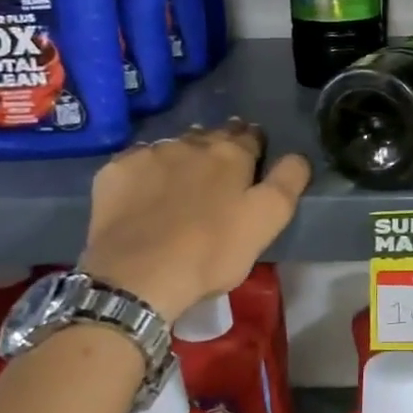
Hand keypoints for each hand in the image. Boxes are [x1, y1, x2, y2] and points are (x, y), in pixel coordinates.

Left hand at [80, 118, 311, 320]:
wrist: (137, 276)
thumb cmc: (212, 251)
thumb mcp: (268, 220)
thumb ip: (289, 181)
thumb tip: (298, 156)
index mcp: (231, 154)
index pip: (250, 136)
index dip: (255, 144)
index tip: (255, 157)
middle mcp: (191, 143)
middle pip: (211, 136)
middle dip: (219, 145)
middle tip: (221, 167)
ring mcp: (149, 155)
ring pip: (174, 146)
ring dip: (184, 155)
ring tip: (184, 178)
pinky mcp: (115, 172)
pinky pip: (138, 161)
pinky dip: (148, 170)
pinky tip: (146, 189)